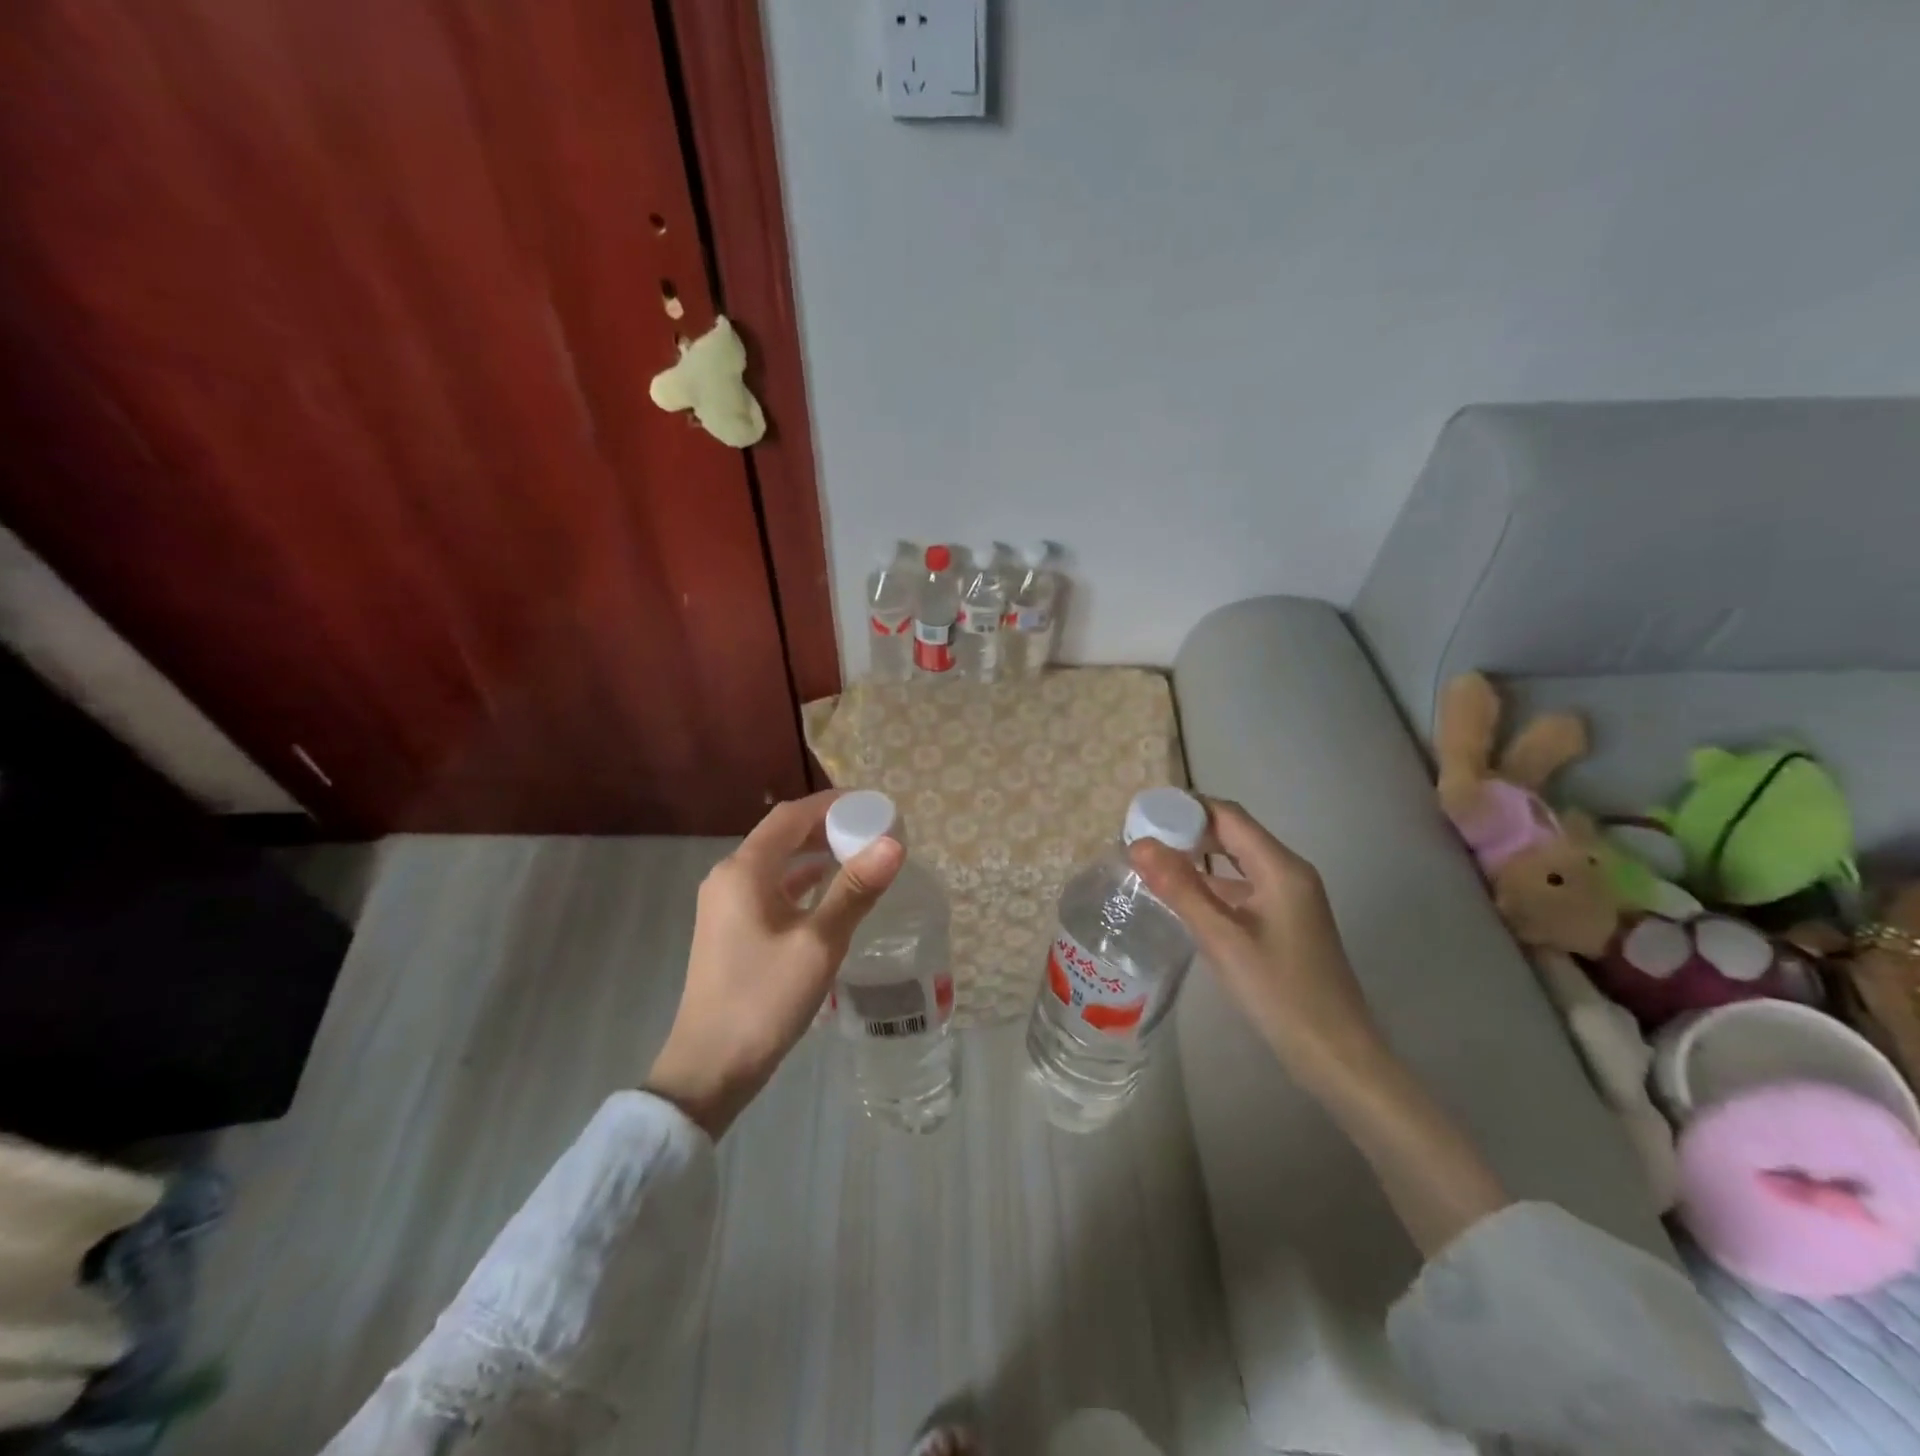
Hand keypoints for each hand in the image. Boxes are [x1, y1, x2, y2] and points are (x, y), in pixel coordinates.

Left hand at [646, 791, 903, 1138]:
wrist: (710, 1068)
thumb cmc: (763, 999)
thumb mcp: (818, 943)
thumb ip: (855, 890)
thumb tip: (893, 843)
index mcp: (744, 871)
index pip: (791, 816)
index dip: (832, 804)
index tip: (873, 804)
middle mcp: (729, 878)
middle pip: (782, 835)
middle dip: (827, 827)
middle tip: (873, 829)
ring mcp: (726, 905)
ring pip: (777, 863)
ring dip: (815, 853)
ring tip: (859, 854)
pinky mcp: (731, 929)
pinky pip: (771, 889)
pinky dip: (802, 881)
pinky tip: (829, 891)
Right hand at [1130, 798, 1386, 1091]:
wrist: (1335, 1054)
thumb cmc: (1279, 993)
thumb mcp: (1222, 940)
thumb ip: (1180, 889)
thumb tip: (1138, 845)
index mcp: (1281, 868)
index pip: (1228, 816)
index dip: (1185, 808)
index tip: (1143, 813)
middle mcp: (1289, 873)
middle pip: (1233, 833)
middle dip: (1188, 830)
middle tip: (1141, 838)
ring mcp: (1289, 898)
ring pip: (1237, 861)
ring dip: (1198, 857)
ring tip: (1152, 863)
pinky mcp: (1285, 921)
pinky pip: (1243, 887)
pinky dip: (1211, 884)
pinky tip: (1182, 896)